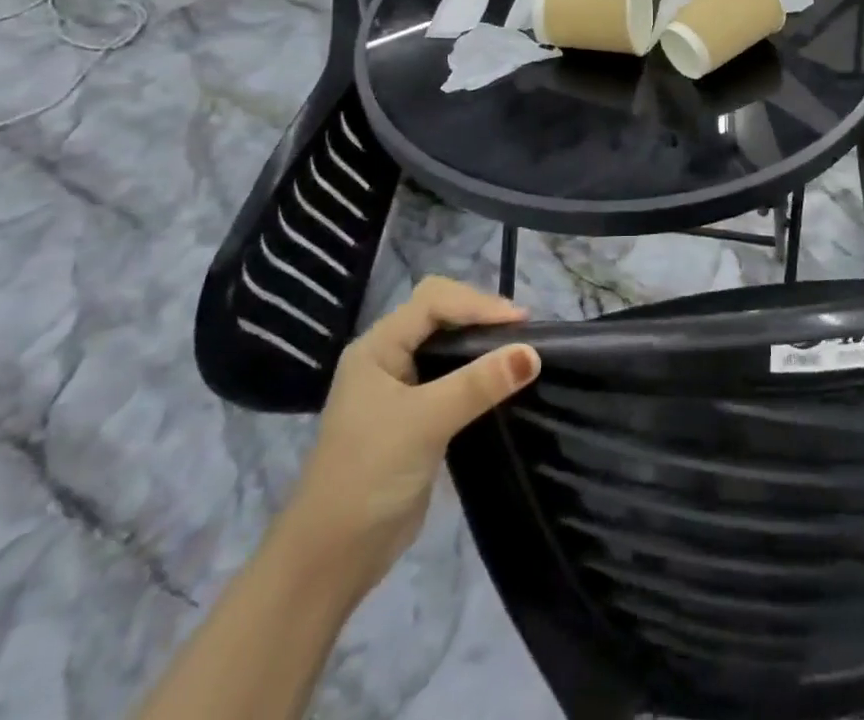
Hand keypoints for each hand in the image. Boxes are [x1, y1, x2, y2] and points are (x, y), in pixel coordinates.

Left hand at [267, 277, 538, 599]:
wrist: (330, 561)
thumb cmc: (368, 476)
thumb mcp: (425, 423)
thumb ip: (479, 384)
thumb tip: (533, 353)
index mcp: (378, 346)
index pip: (434, 301)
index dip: (477, 304)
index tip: (521, 323)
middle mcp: (388, 358)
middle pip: (441, 314)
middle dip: (480, 315)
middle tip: (522, 333)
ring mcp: (401, 388)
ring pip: (449, 345)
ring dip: (482, 343)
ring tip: (520, 350)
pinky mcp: (416, 417)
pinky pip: (453, 377)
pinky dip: (479, 372)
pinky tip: (502, 382)